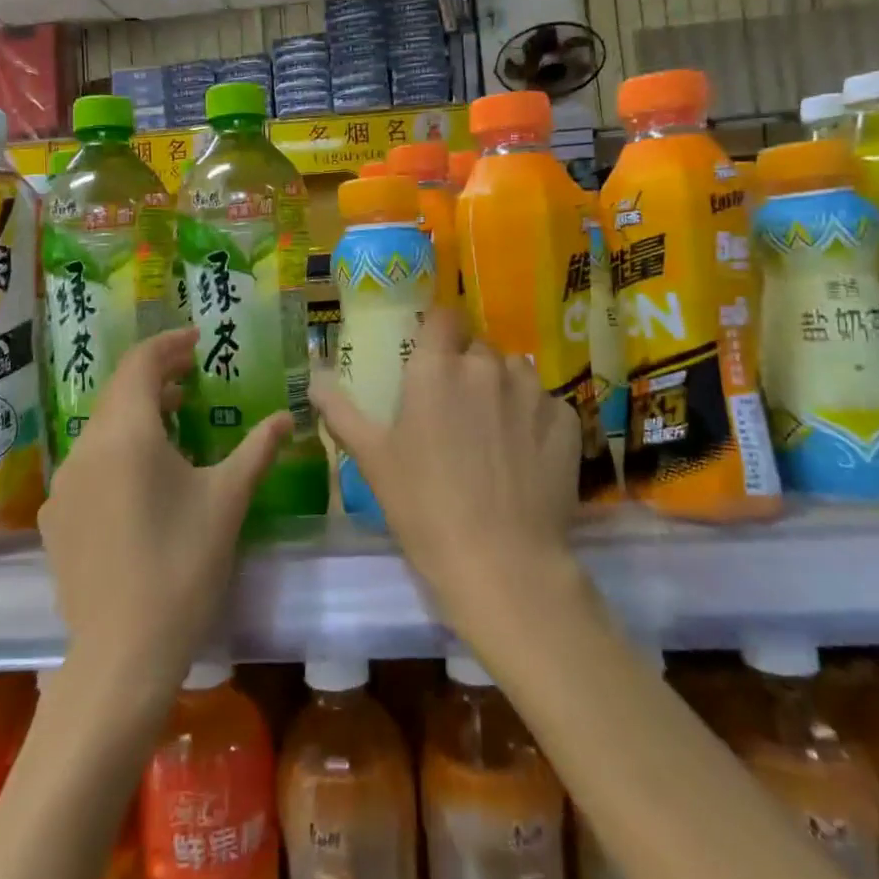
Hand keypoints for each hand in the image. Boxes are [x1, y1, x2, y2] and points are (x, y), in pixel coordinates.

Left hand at [40, 328, 288, 689]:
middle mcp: (85, 448)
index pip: (140, 364)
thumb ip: (257, 450)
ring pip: (101, 429)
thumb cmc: (183, 565)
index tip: (197, 339)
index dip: (168, 344)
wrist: (123, 653)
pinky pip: (87, 465)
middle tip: (190, 376)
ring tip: (172, 420)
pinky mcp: (55, 518)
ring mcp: (63, 485)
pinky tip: (142, 478)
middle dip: (154, 376)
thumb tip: (286, 418)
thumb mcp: (227, 501)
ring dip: (136, 414)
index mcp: (126, 434)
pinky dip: (116, 451)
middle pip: (118, 393)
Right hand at [310, 308, 582, 638]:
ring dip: (503, 388)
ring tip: (494, 430)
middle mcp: (486, 367)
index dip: (438, 330)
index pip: (443, 316)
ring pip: (515, 371)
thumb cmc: (423, 506)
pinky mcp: (565, 422)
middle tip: (456, 408)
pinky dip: (535, 418)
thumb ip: (341, 412)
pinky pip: (546, 404)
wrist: (501, 562)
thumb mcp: (373, 459)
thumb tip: (314, 380)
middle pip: (478, 347)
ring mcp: (531, 392)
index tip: (432, 353)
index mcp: (436, 369)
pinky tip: (526, 454)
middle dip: (467, 366)